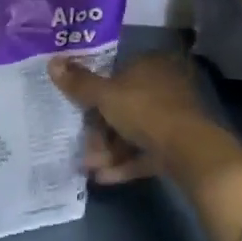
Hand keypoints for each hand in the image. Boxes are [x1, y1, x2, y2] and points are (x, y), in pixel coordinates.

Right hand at [48, 51, 241, 184]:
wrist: (189, 150)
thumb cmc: (144, 111)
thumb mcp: (105, 96)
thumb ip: (79, 82)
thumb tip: (52, 62)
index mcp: (150, 66)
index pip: (117, 74)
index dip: (95, 93)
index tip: (78, 111)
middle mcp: (163, 87)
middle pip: (123, 106)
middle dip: (99, 130)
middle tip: (82, 146)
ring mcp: (172, 118)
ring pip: (133, 132)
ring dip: (109, 150)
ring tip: (90, 168)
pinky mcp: (177, 146)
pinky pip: (144, 152)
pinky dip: (125, 163)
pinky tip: (103, 178)